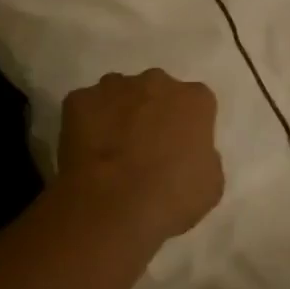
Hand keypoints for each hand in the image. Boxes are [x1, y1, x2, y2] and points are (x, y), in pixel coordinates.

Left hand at [58, 70, 223, 246]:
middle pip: (157, 91)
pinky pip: (85, 107)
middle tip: (145, 148)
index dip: (188, 126)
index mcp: (194, 99)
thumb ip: (204, 158)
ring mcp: (115, 87)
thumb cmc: (170, 198)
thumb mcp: (210, 185)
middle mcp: (157, 81)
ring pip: (119, 94)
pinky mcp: (79, 99)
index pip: (196, 103)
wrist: (111, 206)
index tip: (180, 150)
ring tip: (112, 150)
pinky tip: (86, 152)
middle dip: (152, 112)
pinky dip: (86, 123)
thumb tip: (190, 155)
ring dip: (119, 113)